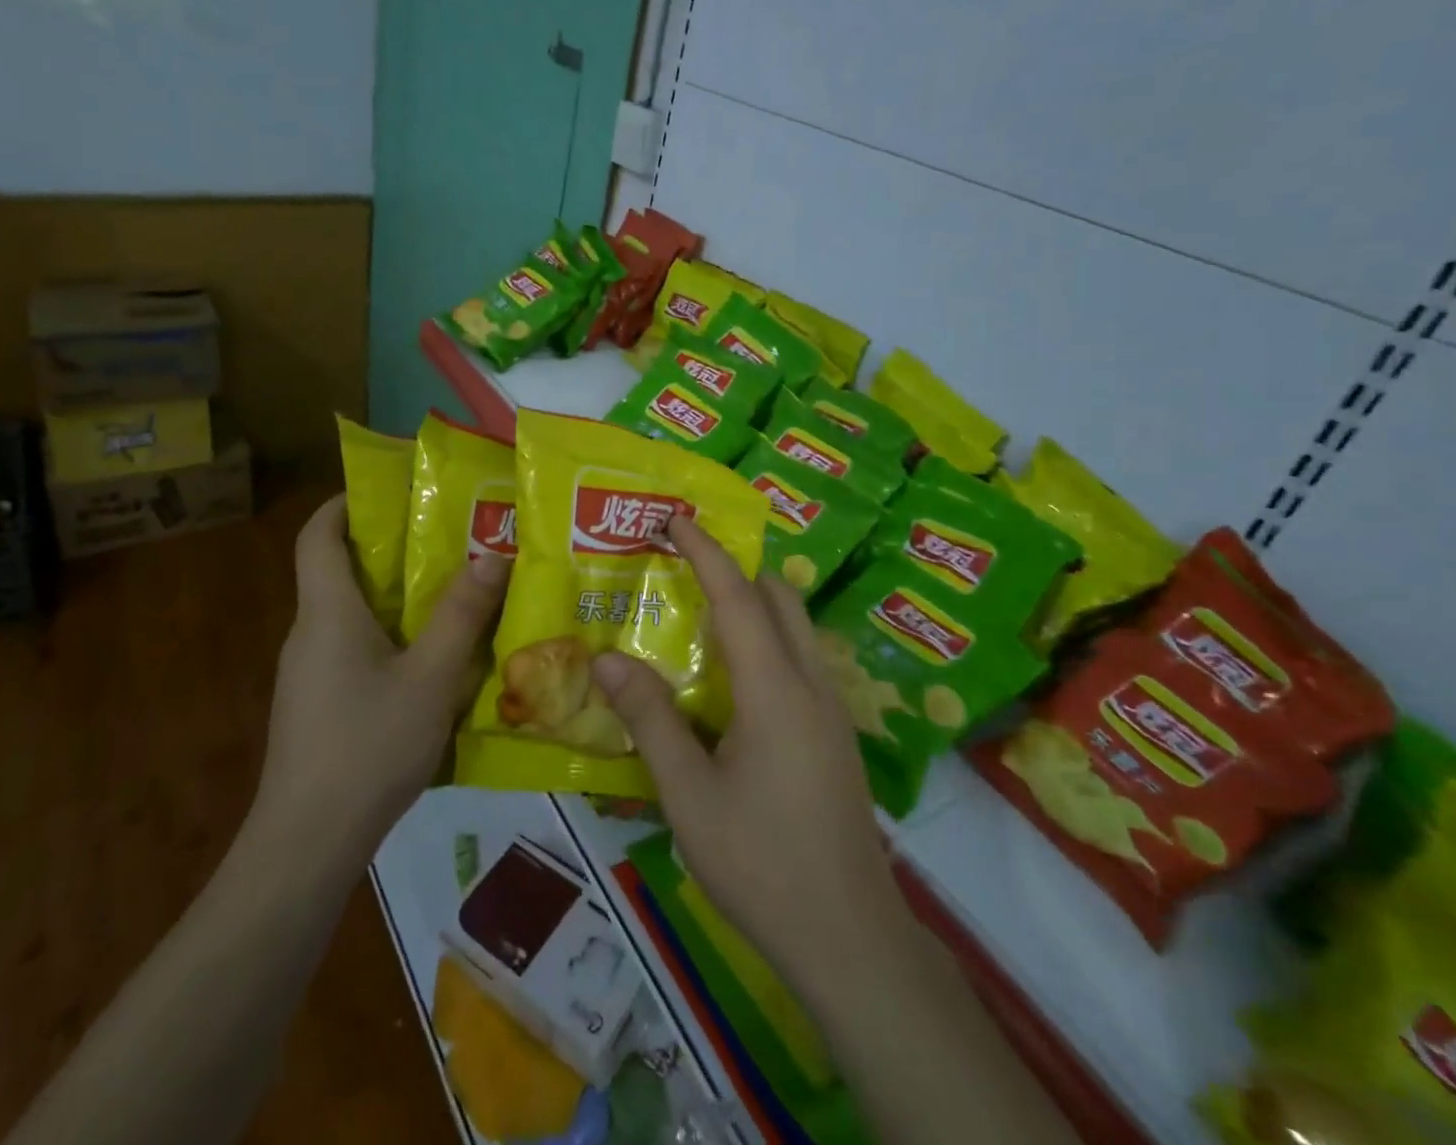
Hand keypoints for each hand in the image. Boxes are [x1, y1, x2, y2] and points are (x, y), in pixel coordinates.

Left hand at [252, 494, 509, 860]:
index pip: (316, 535)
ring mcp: (308, 673)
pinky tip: (429, 663)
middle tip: (445, 539)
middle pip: (337, 571)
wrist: (306, 845)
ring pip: (349, 615)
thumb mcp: (430, 678)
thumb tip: (490, 554)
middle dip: (387, 549)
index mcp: (327, 612)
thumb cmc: (367, 746)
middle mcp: (309, 633)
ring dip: (393, 597)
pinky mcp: (316, 706)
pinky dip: (387, 637)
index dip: (342, 503)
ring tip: (450, 594)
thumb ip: (460, 615)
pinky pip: (351, 650)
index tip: (387, 491)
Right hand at [591, 516, 902, 996]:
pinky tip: (733, 674)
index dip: (706, 552)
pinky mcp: (835, 735)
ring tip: (702, 608)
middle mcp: (811, 685)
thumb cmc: (761, 862)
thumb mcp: (689, 794)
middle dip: (735, 567)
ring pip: (796, 627)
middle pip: (779, 598)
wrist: (849, 937)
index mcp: (775, 690)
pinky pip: (800, 659)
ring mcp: (832, 710)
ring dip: (754, 601)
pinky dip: (767, 637)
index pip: (738, 597)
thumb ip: (650, 719)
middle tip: (683, 561)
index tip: (676, 519)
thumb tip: (606, 657)